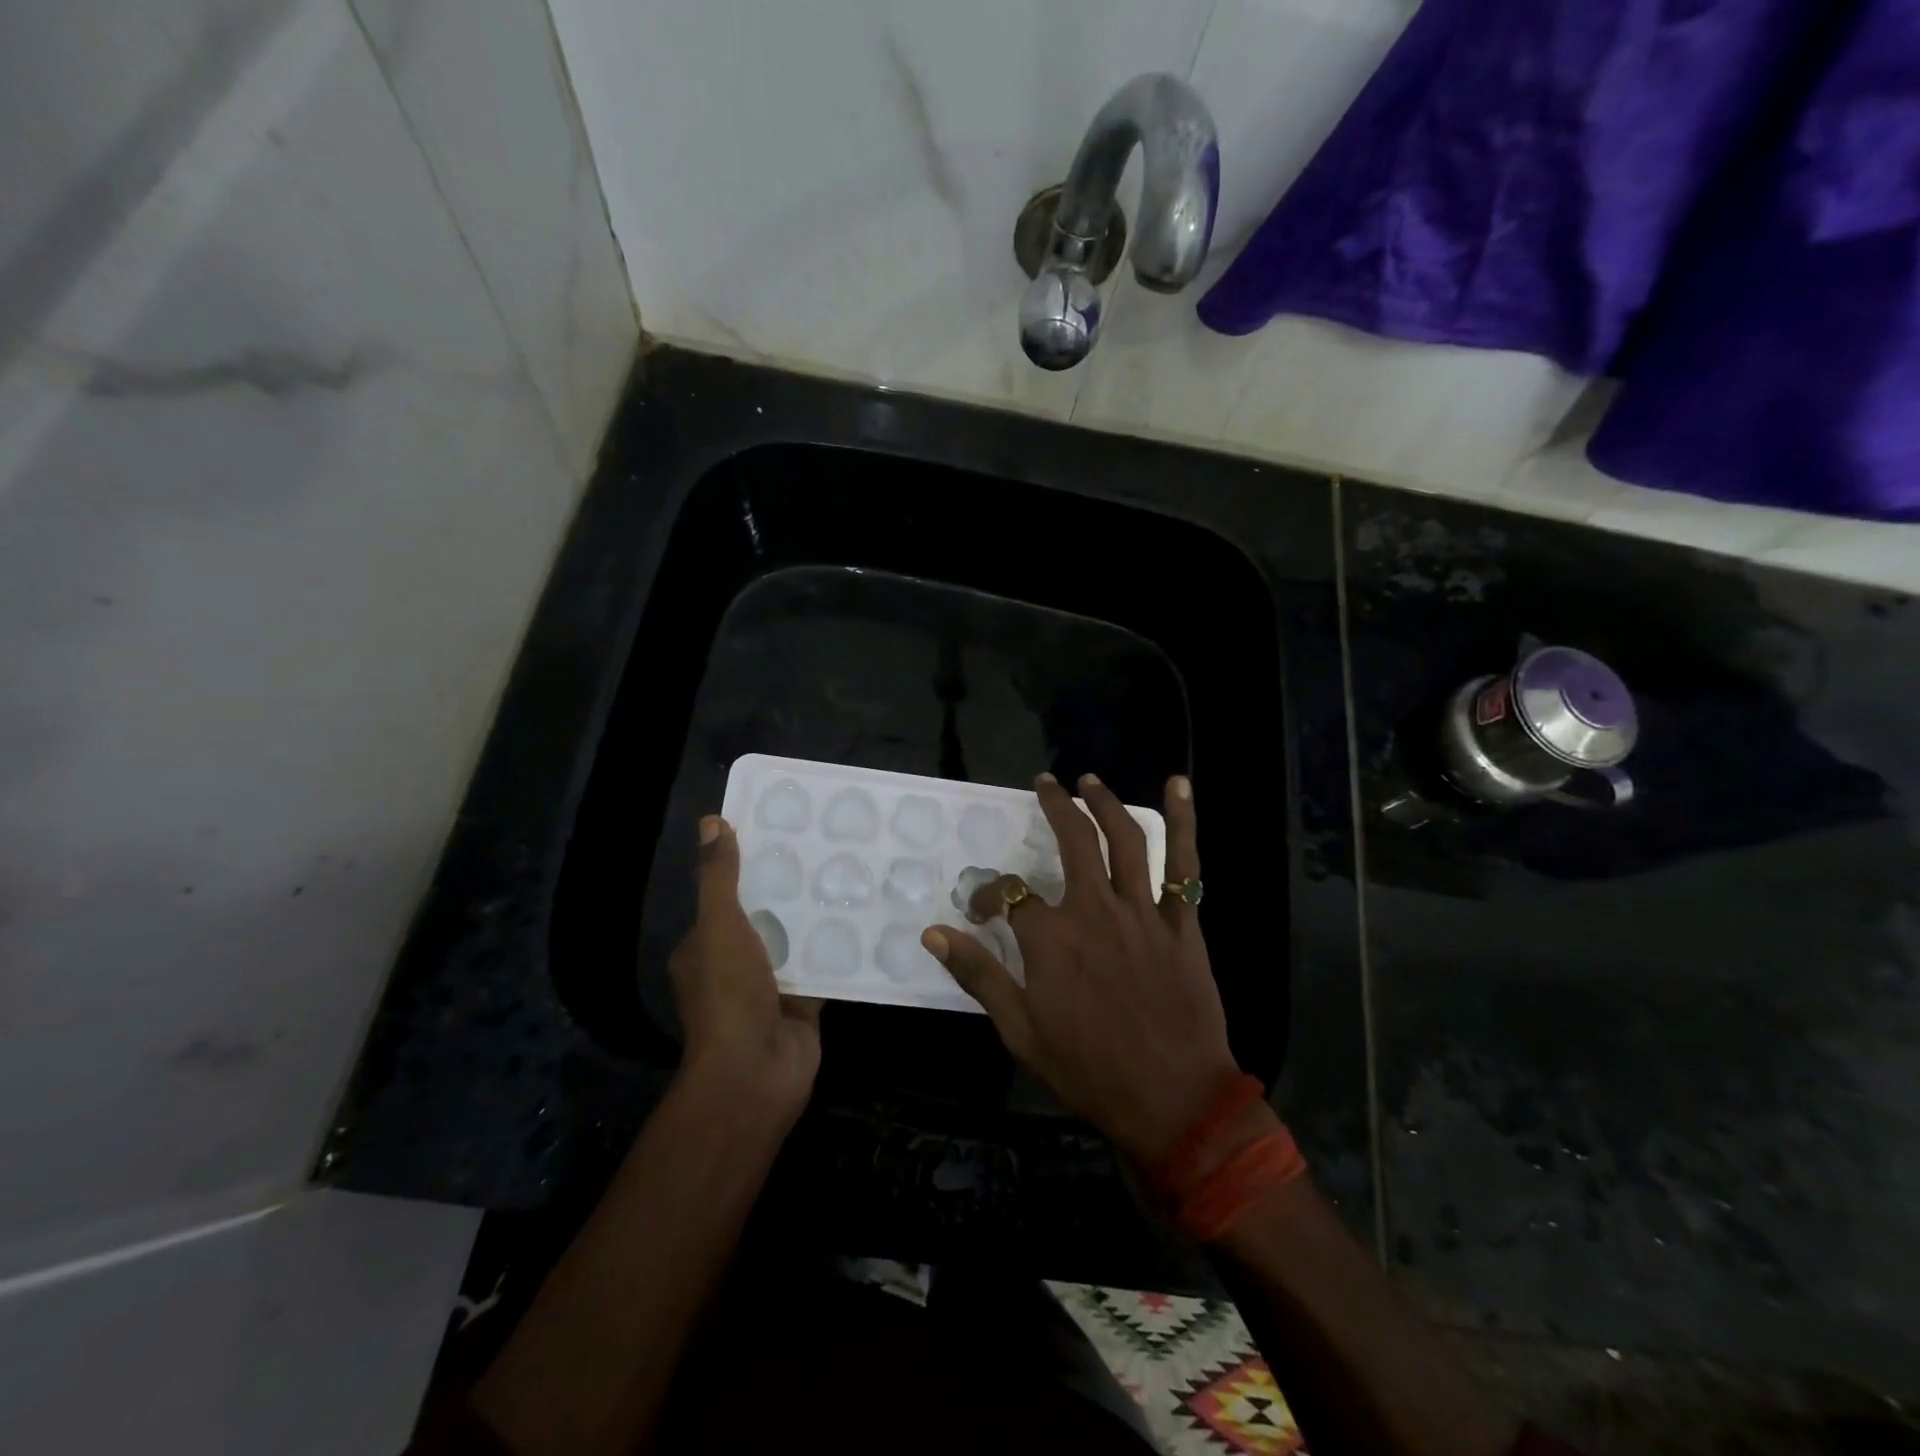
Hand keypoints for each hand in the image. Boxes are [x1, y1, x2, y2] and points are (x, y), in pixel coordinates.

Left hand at [669, 816, 821, 1119]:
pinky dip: (838, 949)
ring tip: (851, 876)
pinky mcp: (803, 1003)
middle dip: (790, 891)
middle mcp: (734, 966)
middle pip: (764, 918)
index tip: (781, 835)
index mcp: (704, 947)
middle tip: (826, 851)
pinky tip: (866, 920)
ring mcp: (769, 988)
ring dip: (816, 918)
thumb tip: (712, 822)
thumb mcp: (719, 926)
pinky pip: (822, 968)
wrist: (756, 1071)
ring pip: (795, 942)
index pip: (725, 898)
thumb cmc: (729, 994)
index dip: (748, 868)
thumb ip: (720, 878)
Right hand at [921, 773, 1237, 1167]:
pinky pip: (1185, 865)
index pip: (1008, 894)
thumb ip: (978, 975)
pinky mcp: (1181, 923)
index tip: (981, 910)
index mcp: (1052, 939)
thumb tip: (933, 932)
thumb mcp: (1021, 1031)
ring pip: (1125, 841)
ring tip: (1089, 781)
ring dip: (1105, 803)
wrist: (1173, 1102)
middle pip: (1072, 842)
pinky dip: (1184, 822)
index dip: (989, 895)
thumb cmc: (1090, 1071)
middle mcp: (1095, 911)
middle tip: (1046, 784)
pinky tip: (1178, 786)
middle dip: (1055, 806)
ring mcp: (1143, 913)